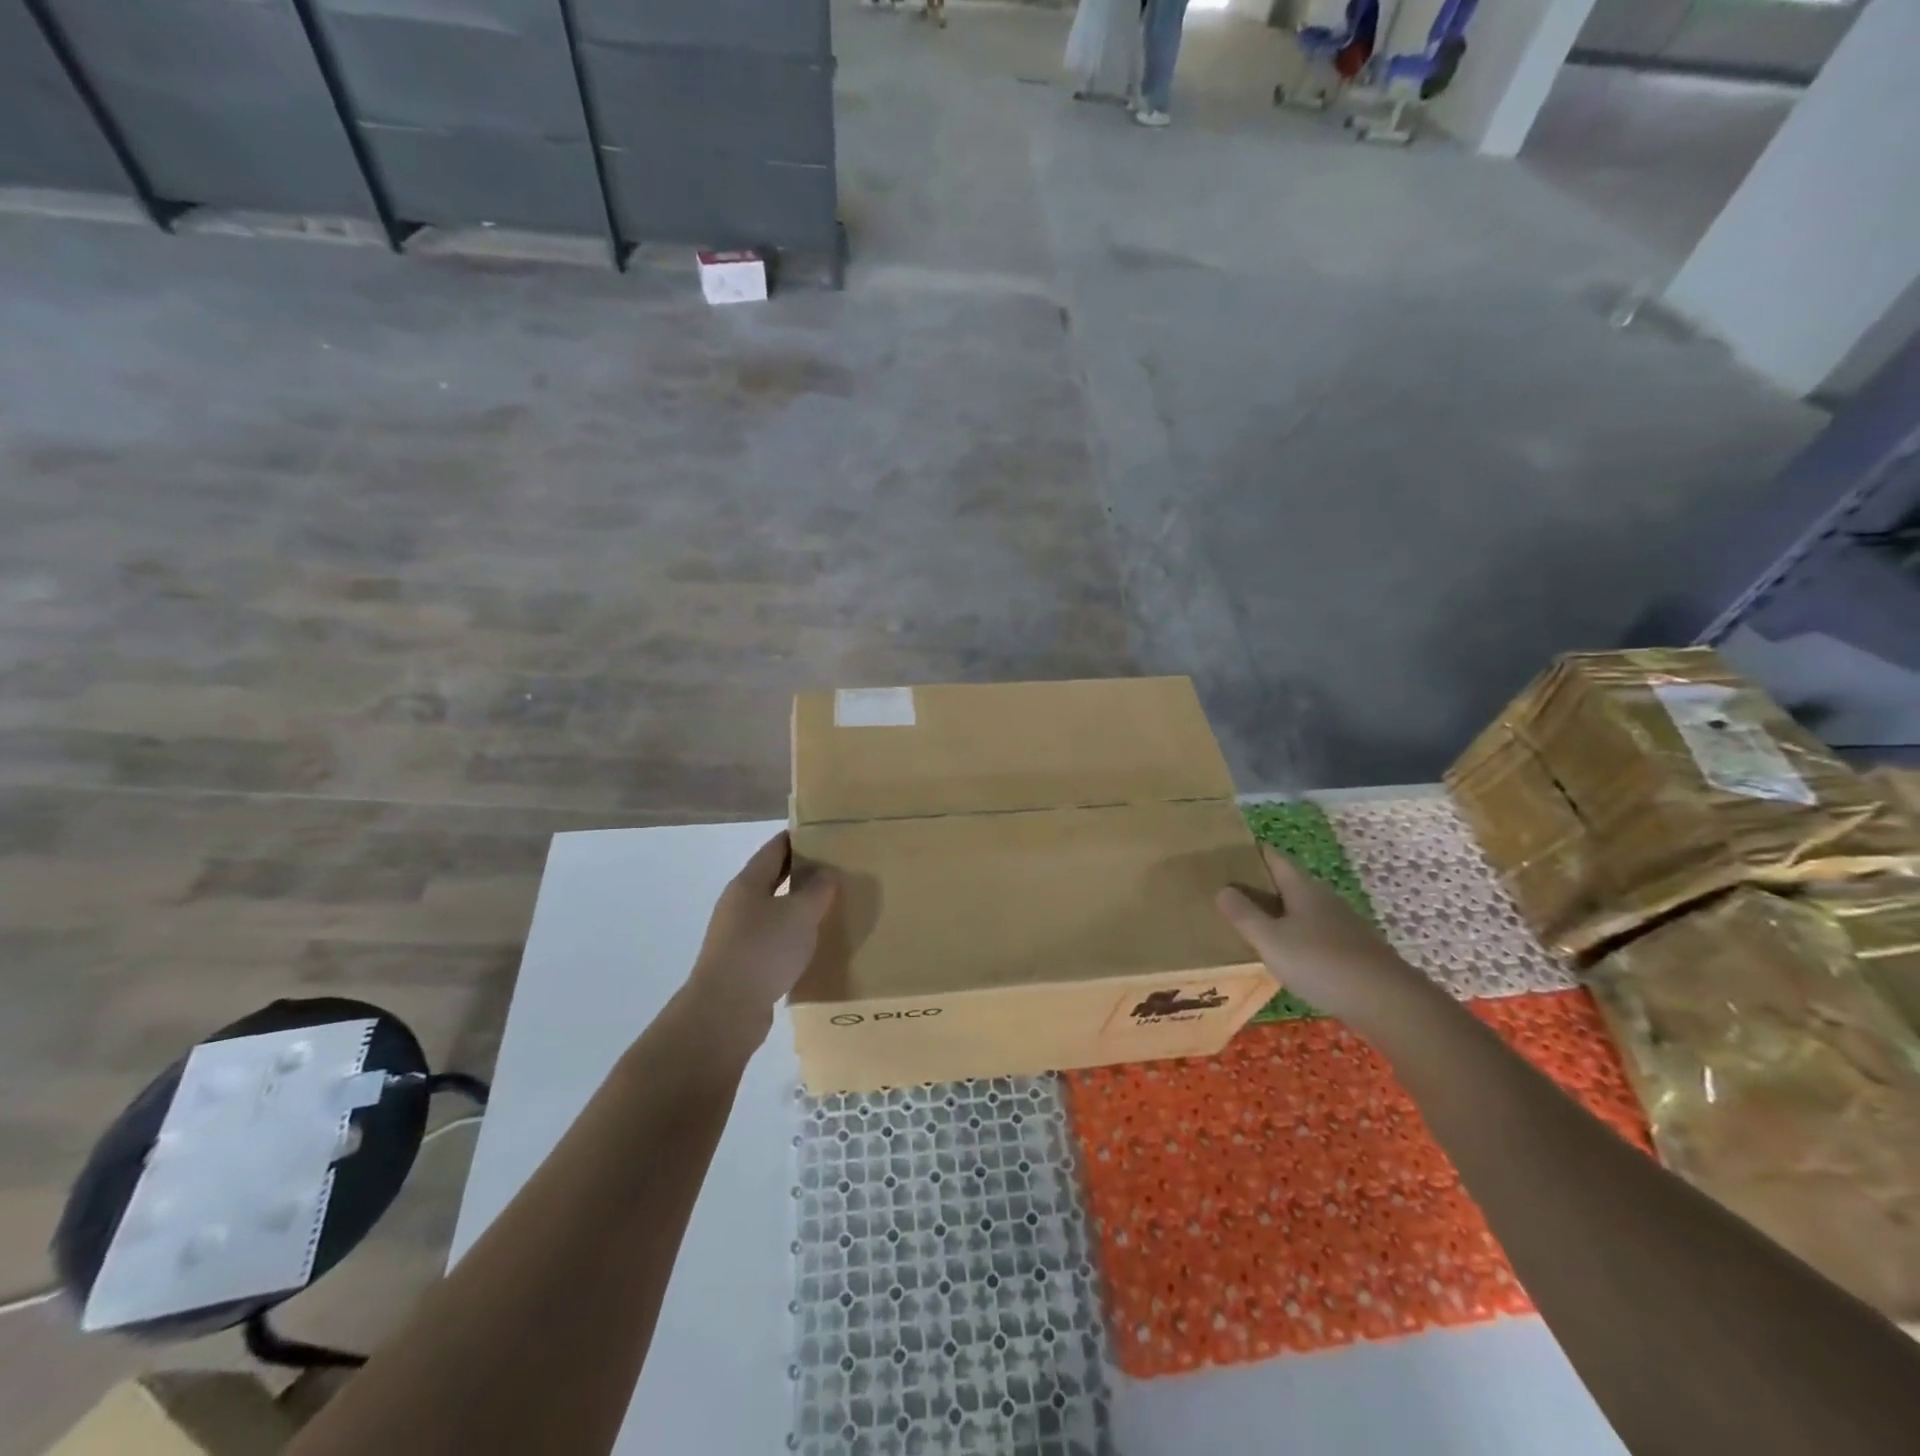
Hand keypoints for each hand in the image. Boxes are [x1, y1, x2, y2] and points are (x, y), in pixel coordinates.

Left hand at [683, 832, 837, 1047]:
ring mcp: (737, 935)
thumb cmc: (763, 950)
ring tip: (830, 907)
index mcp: (748, 882)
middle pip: (773, 878)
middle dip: (802, 872)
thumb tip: (826, 872)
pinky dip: (792, 935)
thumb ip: (817, 889)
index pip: (776, 848)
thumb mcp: (800, 914)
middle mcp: (738, 904)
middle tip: (836, 869)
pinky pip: (772, 939)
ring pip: (773, 910)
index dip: (799, 838)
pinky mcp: (742, 963)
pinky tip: (812, 944)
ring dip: (798, 906)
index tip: (825, 833)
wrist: (725, 1011)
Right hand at [1217, 844, 1441, 1038]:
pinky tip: (1285, 956)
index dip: (1251, 853)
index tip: (1226, 854)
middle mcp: (1324, 899)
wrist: (1387, 1002)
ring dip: (1278, 914)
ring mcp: (1342, 926)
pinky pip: (1314, 935)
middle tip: (1227, 893)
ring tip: (1250, 925)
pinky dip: (1296, 938)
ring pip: (1302, 911)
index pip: (1274, 858)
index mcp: (1303, 888)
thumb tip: (1223, 889)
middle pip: (1287, 884)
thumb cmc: (1321, 963)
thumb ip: (1244, 915)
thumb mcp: (1270, 939)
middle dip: (1260, 886)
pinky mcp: (1352, 952)